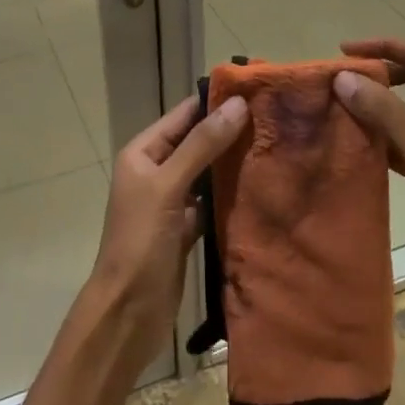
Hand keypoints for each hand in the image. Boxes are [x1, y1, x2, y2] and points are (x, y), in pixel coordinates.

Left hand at [86, 93, 248, 367]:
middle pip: (197, 143)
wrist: (128, 313)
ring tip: (275, 147)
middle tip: (275, 120)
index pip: (183, 116)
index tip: (256, 91)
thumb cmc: (141, 243)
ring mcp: (171, 202)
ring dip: (233, 164)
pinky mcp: (185, 229)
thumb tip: (237, 104)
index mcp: (143, 153)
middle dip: (230, 132)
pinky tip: (260, 188)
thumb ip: (201, 146)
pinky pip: (212, 203)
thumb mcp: (168, 187)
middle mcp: (156, 172)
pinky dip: (231, 196)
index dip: (215, 102)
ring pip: (207, 173)